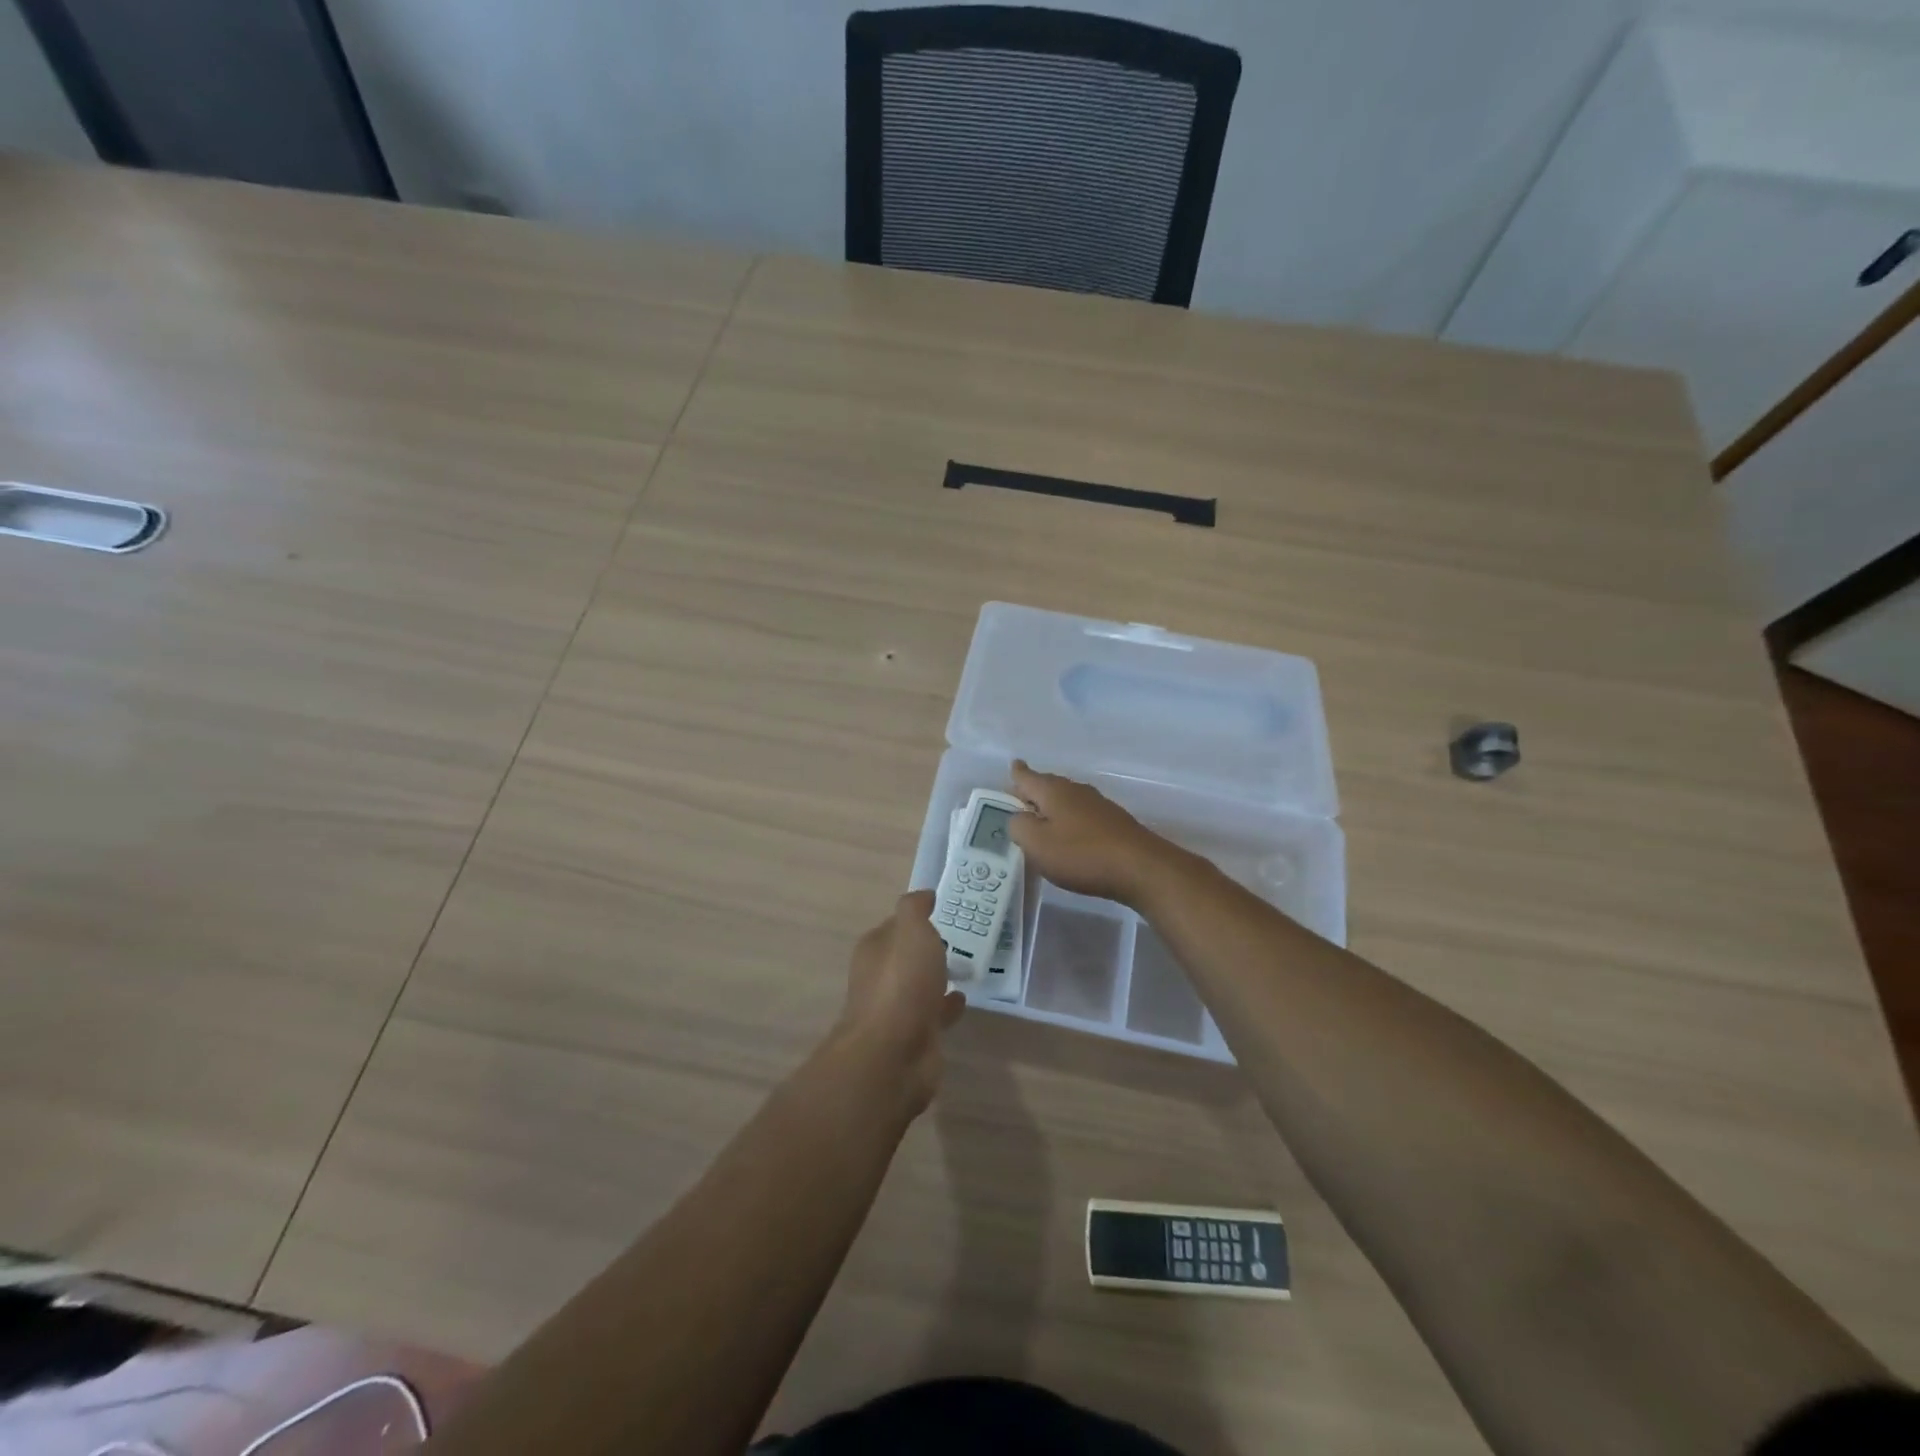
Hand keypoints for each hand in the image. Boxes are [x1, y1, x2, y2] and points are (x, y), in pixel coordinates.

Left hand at [833, 891, 963, 1114]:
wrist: (894, 1054)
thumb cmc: (901, 983)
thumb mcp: (911, 931)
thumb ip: (915, 910)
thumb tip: (924, 895)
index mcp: (874, 950)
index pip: (894, 926)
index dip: (914, 918)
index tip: (940, 912)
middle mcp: (880, 977)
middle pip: (905, 956)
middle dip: (926, 949)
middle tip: (959, 939)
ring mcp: (896, 1009)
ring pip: (920, 986)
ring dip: (937, 977)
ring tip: (967, 966)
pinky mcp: (914, 1036)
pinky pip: (933, 1013)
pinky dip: (946, 1005)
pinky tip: (964, 999)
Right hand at [1009, 760, 1172, 906]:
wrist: (1140, 867)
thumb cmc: (1081, 854)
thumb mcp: (1037, 844)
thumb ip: (1019, 827)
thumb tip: (1018, 817)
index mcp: (1053, 791)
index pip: (1027, 776)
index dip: (1017, 773)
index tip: (1013, 765)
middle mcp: (1075, 790)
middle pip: (1048, 785)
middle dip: (1033, 791)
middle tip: (1019, 801)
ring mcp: (1098, 804)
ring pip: (1066, 800)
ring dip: (1053, 808)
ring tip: (1041, 821)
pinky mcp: (1113, 822)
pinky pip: (1082, 814)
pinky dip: (1070, 821)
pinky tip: (1070, 837)